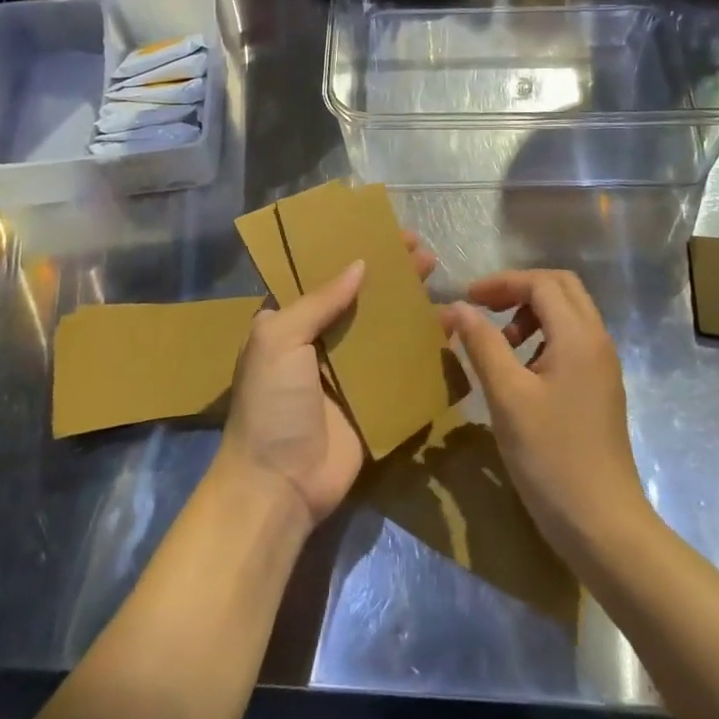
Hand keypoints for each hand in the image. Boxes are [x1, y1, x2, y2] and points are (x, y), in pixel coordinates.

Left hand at [216, 232, 437, 530]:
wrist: (279, 486)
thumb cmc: (271, 404)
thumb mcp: (279, 339)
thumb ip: (319, 300)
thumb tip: (359, 264)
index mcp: (290, 322)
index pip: (323, 274)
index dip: (351, 250)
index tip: (383, 231)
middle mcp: (320, 340)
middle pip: (361, 296)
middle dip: (390, 271)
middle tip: (421, 251)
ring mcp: (349, 371)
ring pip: (385, 326)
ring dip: (409, 301)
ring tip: (437, 275)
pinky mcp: (374, 400)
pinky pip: (401, 365)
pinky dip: (423, 345)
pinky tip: (448, 326)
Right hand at [441, 270, 648, 564]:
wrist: (605, 526)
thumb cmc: (552, 458)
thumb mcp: (508, 398)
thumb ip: (483, 344)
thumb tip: (457, 307)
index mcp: (579, 336)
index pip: (541, 282)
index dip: (502, 282)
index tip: (467, 299)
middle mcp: (597, 340)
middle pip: (561, 288)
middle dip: (520, 290)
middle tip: (484, 310)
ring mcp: (603, 366)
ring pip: (568, 314)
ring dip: (532, 313)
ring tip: (501, 344)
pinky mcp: (600, 388)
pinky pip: (572, 341)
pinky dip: (544, 337)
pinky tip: (521, 371)